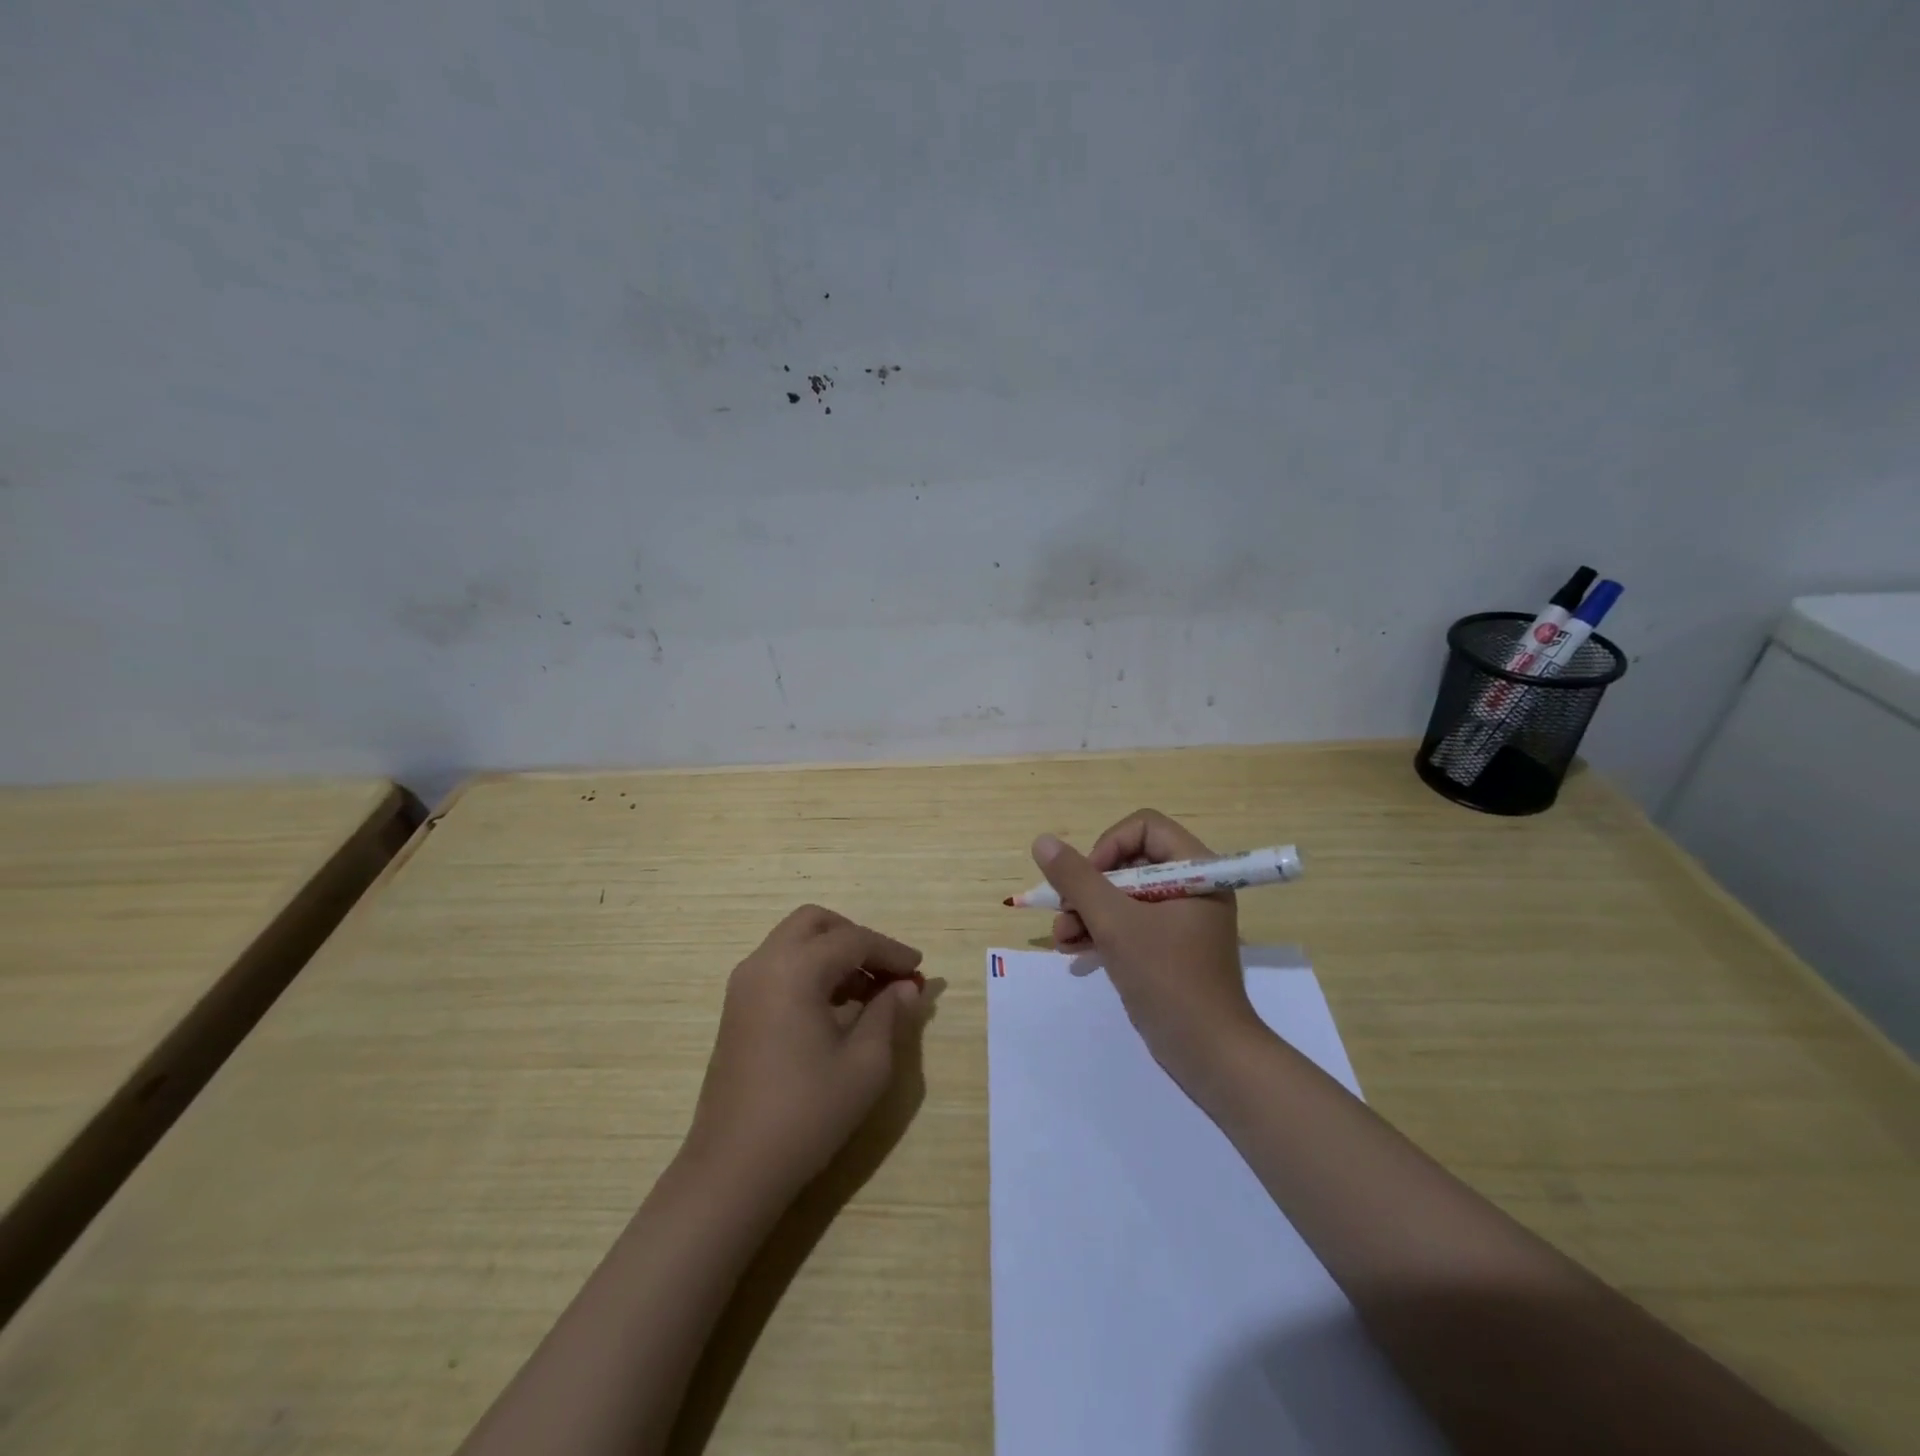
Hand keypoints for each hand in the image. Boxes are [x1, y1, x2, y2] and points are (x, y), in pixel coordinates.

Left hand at [686, 905, 925, 1195]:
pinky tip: (836, 1009)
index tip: (919, 970)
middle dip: (856, 938)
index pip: (853, 939)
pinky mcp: (737, 1009)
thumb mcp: (866, 1064)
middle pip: (815, 924)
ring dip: (833, 954)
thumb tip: (906, 987)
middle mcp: (764, 963)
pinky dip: (811, 971)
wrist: (734, 1168)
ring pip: (795, 942)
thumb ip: (889, 1014)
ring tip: (869, 993)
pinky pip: (779, 967)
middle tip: (886, 971)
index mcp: (794, 969)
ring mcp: (744, 986)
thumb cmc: (807, 1113)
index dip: (891, 951)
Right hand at [1034, 809, 1264, 1092]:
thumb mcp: (1115, 923)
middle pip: (1129, 861)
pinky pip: (1129, 922)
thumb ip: (1077, 879)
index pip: (1144, 827)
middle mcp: (1192, 886)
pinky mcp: (1168, 946)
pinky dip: (1101, 930)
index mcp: (1197, 869)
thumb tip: (1042, 841)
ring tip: (1062, 937)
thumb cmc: (1167, 978)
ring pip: (1123, 894)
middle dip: (1090, 887)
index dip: (1109, 846)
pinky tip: (1071, 948)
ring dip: (1087, 911)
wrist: (1209, 1054)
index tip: (1089, 880)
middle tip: (1065, 910)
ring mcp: (1180, 918)